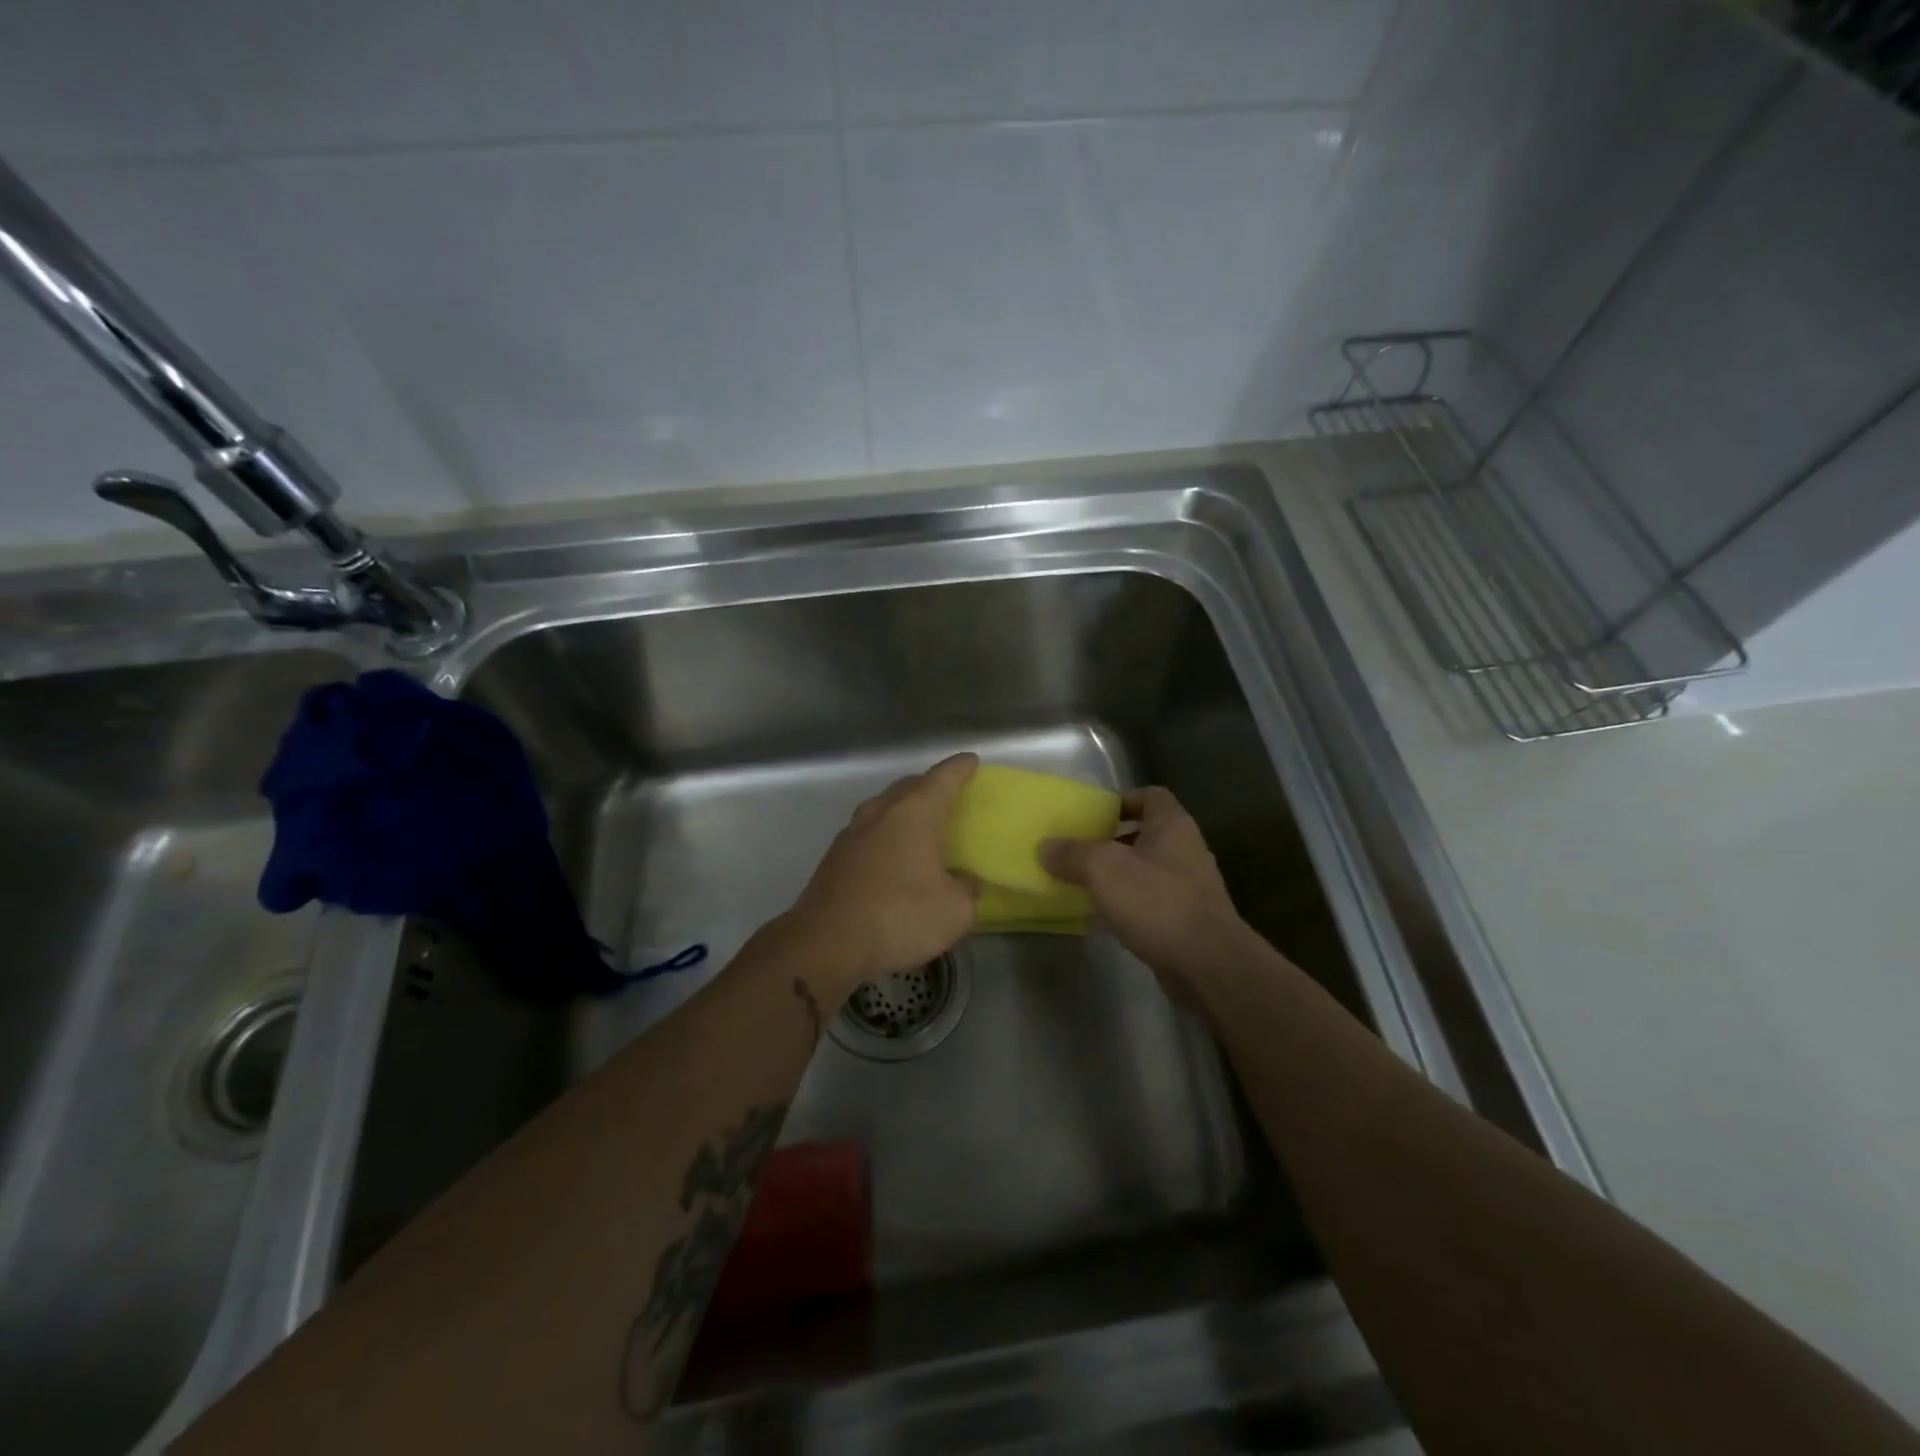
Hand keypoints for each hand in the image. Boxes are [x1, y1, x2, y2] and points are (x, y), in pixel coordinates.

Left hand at [787, 753, 979, 992]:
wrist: (825, 942)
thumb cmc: (898, 917)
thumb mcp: (954, 912)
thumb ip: (967, 890)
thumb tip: (963, 881)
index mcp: (915, 813)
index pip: (944, 778)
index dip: (961, 768)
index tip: (971, 761)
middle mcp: (881, 811)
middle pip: (910, 786)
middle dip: (930, 786)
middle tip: (948, 795)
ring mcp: (852, 832)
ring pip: (884, 807)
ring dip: (903, 810)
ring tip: (920, 825)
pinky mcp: (834, 856)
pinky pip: (868, 833)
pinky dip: (885, 835)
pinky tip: (891, 856)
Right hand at [1042, 787, 1245, 1004]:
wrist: (1207, 964)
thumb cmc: (1157, 902)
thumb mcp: (1104, 869)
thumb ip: (1073, 854)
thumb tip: (1046, 847)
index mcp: (1172, 826)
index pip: (1151, 796)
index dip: (1122, 799)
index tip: (1093, 814)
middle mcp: (1185, 851)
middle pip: (1144, 835)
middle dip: (1111, 841)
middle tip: (1078, 849)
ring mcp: (1188, 889)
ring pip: (1144, 872)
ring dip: (1116, 877)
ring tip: (1081, 884)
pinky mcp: (1184, 922)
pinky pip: (1148, 905)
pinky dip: (1125, 908)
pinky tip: (1099, 919)